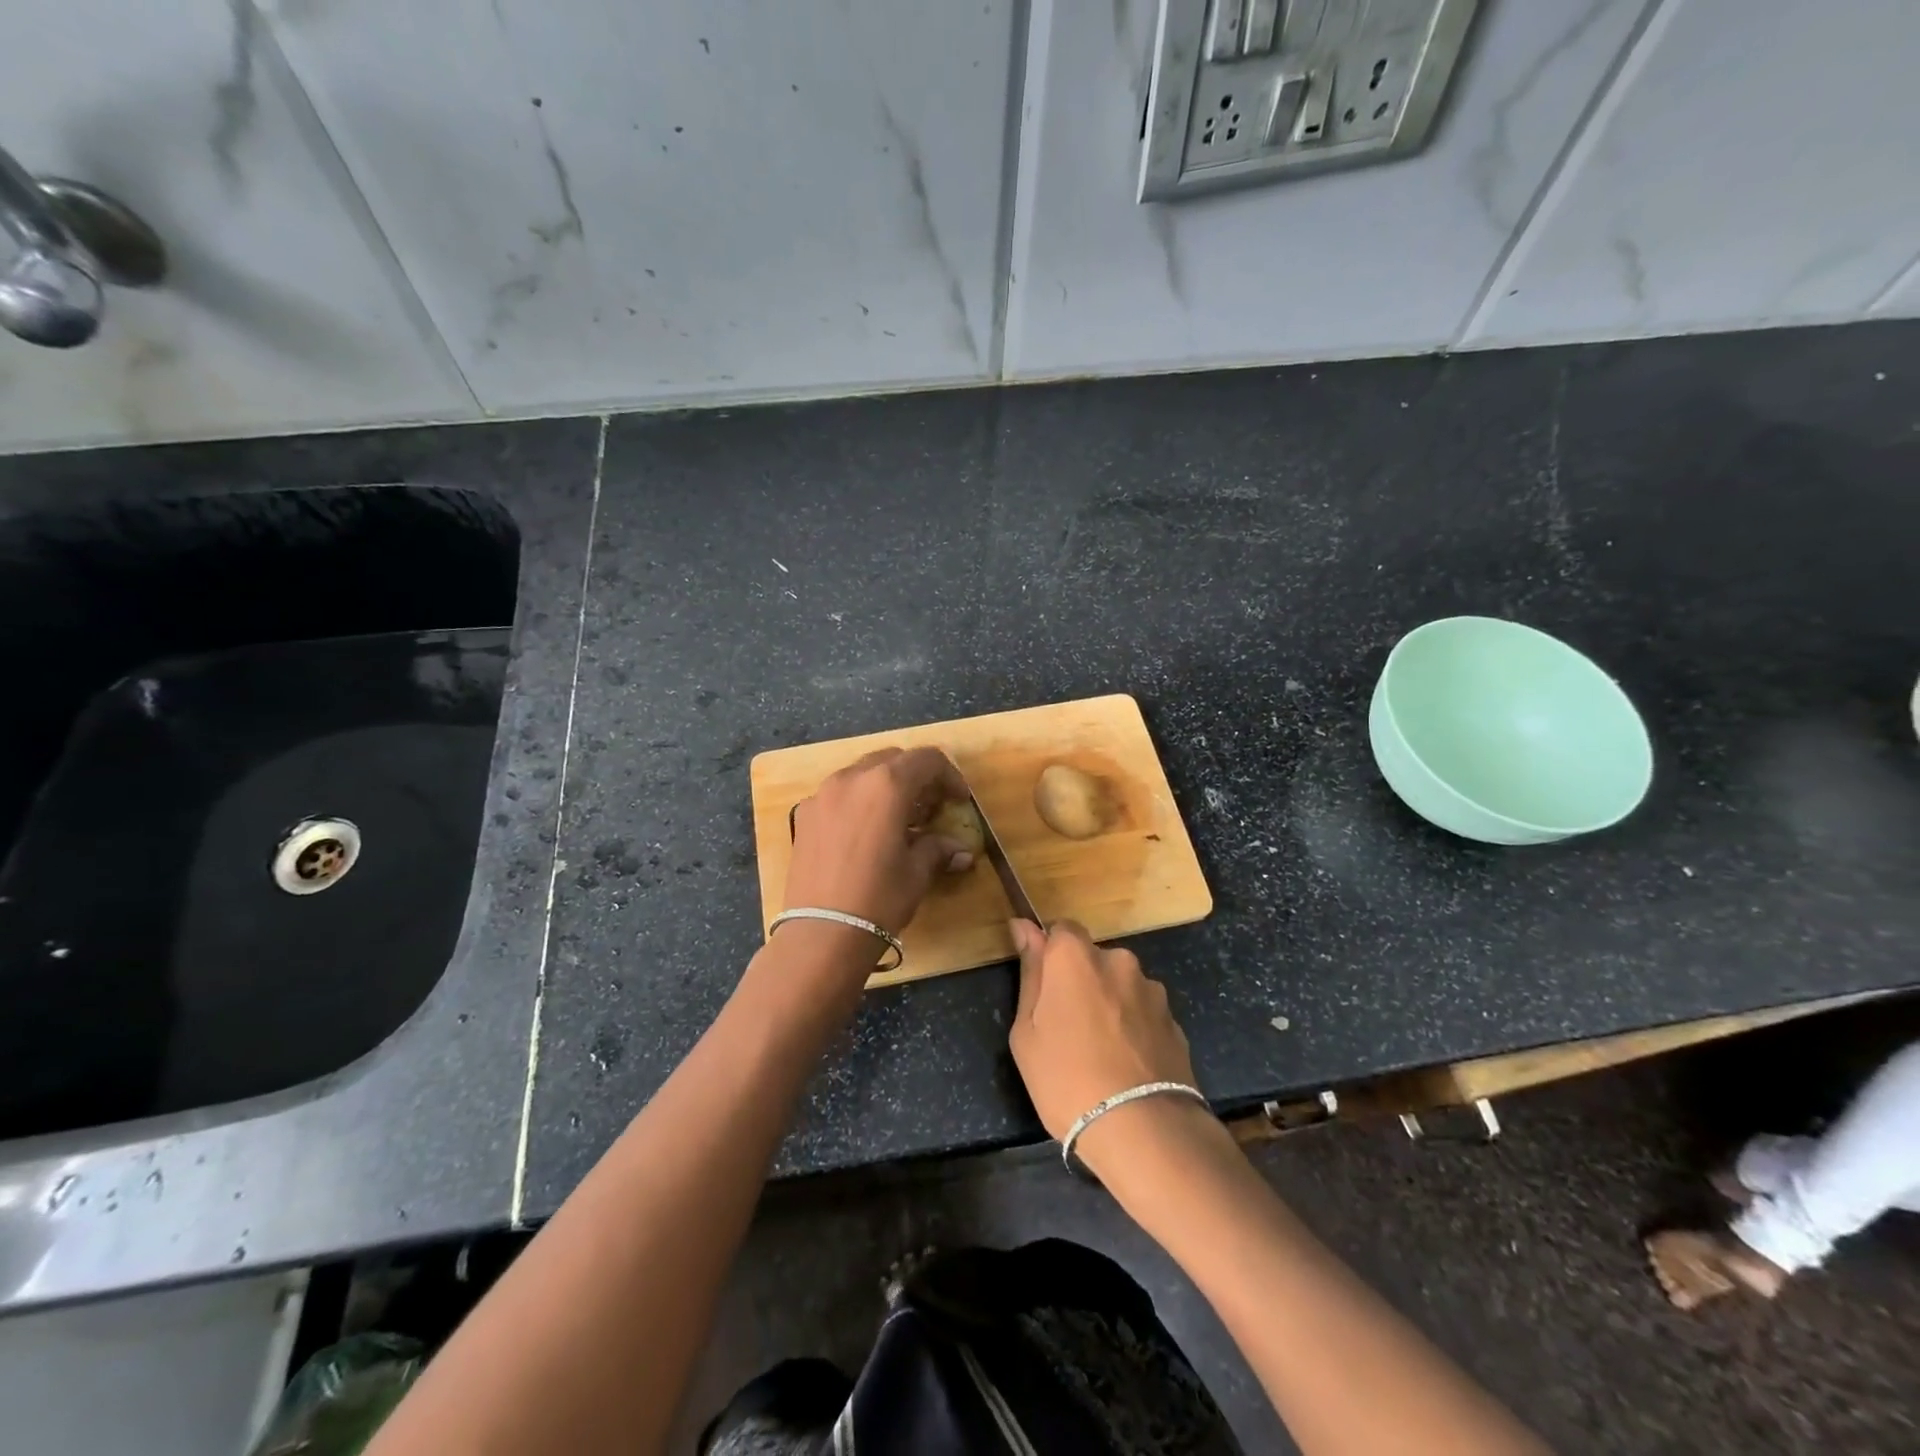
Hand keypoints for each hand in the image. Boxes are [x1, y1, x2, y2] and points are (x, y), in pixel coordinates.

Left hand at [783, 747, 973, 936]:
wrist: (821, 933)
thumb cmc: (879, 898)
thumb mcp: (917, 872)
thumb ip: (938, 849)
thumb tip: (960, 851)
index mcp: (886, 784)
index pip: (926, 760)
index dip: (949, 776)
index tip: (958, 800)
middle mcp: (852, 778)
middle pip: (892, 760)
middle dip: (916, 777)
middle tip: (930, 807)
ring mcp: (822, 794)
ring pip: (862, 773)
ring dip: (885, 787)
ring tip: (898, 820)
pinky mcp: (804, 815)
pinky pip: (838, 794)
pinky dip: (859, 801)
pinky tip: (866, 833)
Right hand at [1008, 919, 1200, 1160]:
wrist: (1143, 1130)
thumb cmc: (1066, 1078)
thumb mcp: (1027, 1032)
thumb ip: (1030, 973)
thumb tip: (1025, 927)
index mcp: (1075, 956)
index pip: (1061, 930)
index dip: (1050, 955)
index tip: (1043, 988)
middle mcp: (1118, 960)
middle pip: (1093, 960)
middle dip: (1081, 983)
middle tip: (1067, 1029)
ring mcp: (1151, 990)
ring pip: (1121, 987)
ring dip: (1111, 1006)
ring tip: (1102, 1055)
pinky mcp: (1175, 1021)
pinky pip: (1144, 1014)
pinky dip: (1134, 1030)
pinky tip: (1127, 1067)